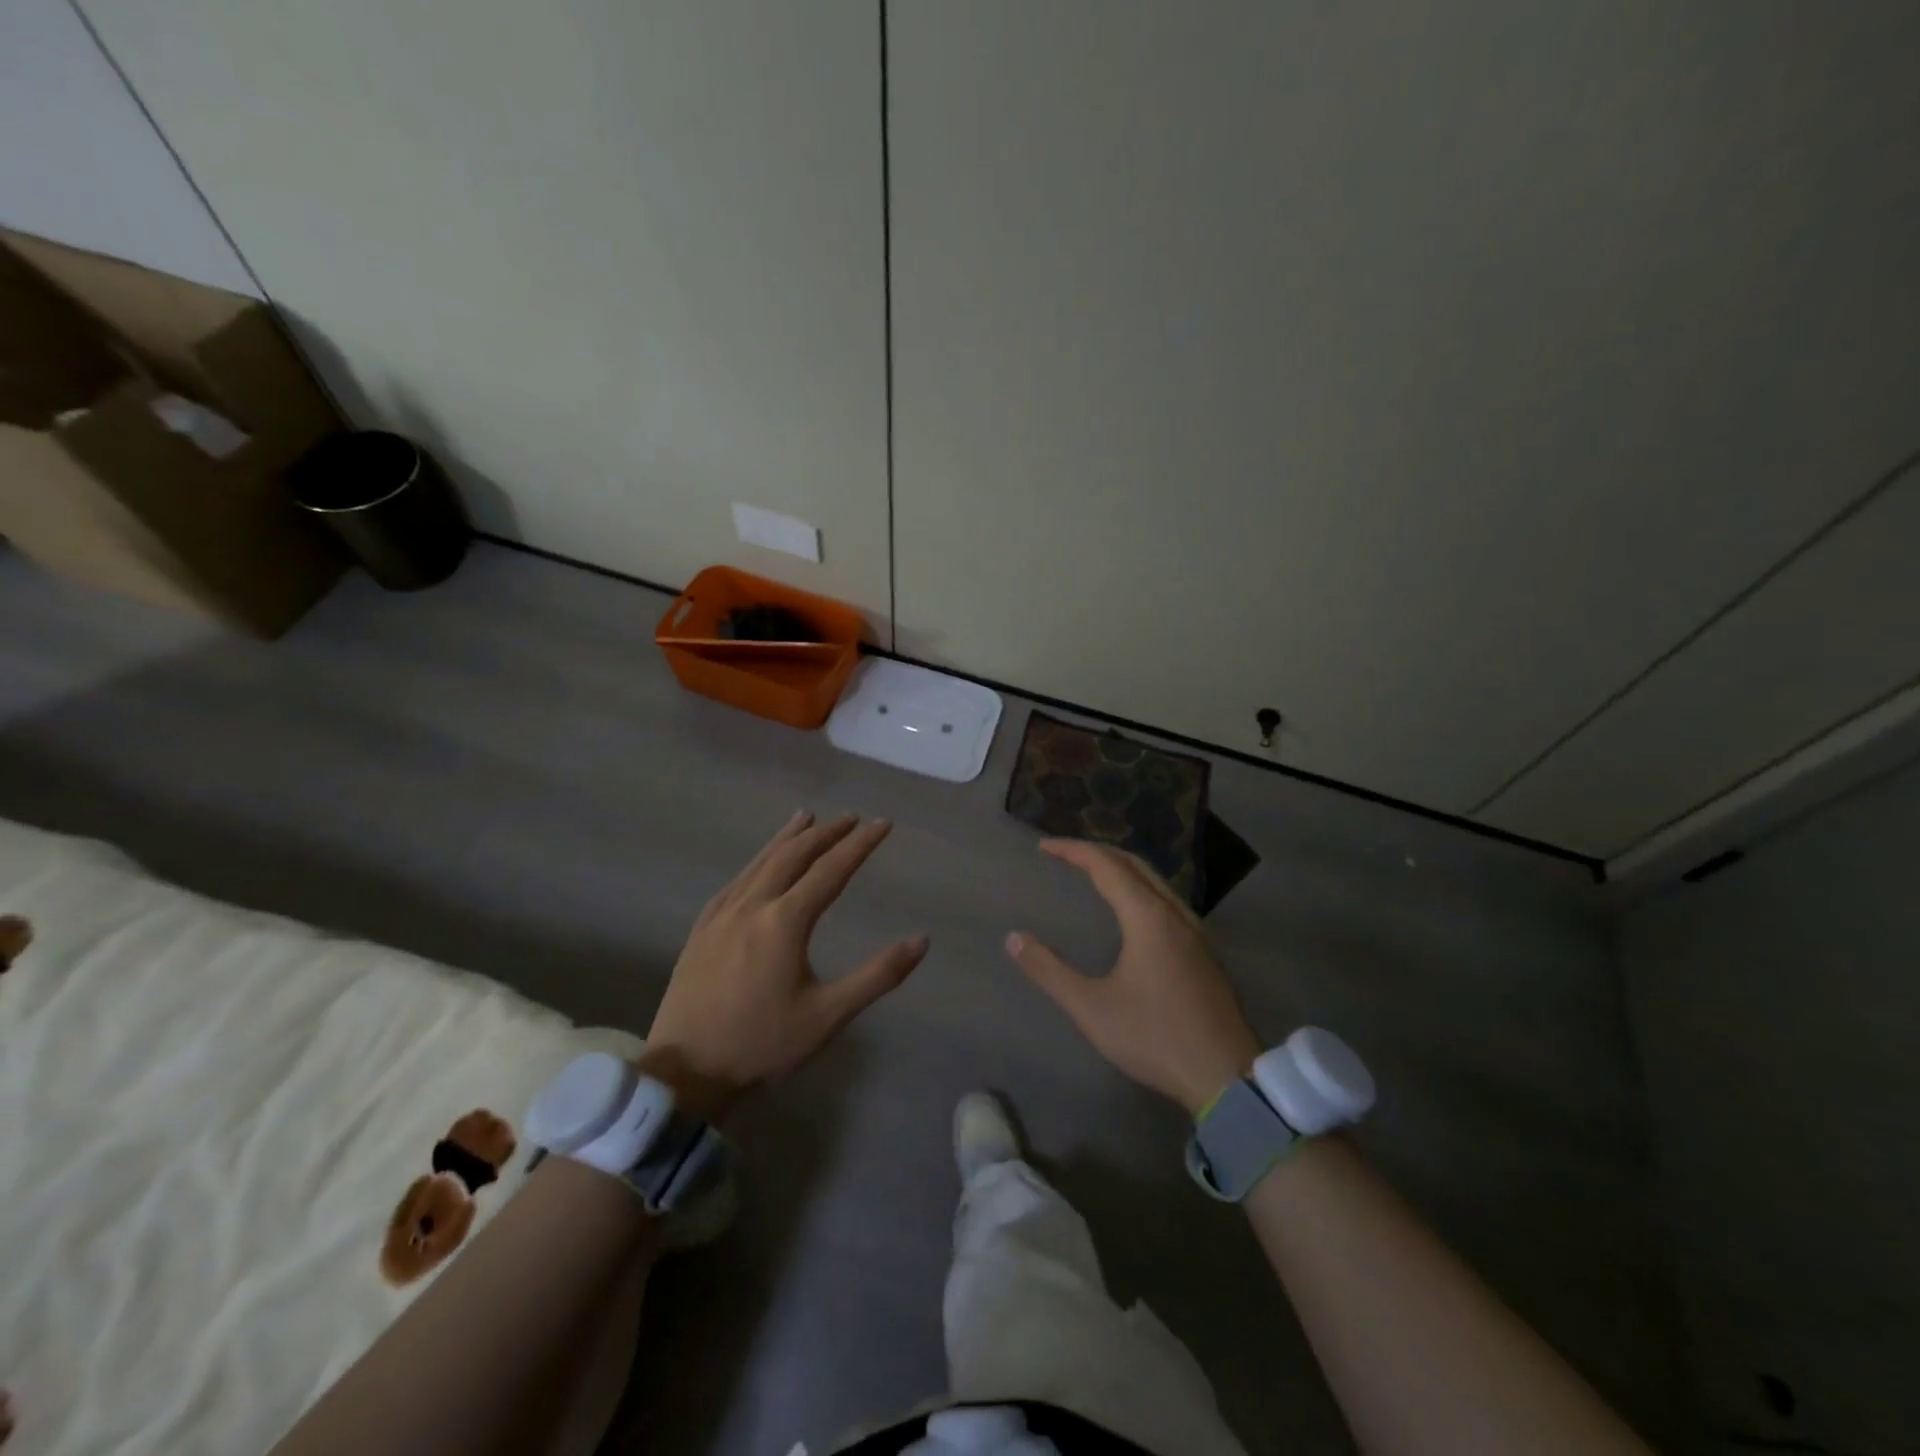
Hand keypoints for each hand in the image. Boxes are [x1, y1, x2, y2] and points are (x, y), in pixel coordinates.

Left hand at [644, 811, 928, 1118]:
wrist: (684, 1072)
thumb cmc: (762, 1045)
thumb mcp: (828, 1016)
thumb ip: (878, 976)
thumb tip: (921, 940)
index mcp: (785, 922)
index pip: (831, 869)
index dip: (860, 844)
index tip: (883, 823)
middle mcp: (752, 905)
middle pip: (794, 855)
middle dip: (826, 833)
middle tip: (851, 818)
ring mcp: (721, 913)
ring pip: (761, 861)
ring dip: (789, 837)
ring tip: (807, 817)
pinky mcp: (702, 927)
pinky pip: (737, 879)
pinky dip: (758, 860)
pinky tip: (761, 862)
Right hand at [1007, 839, 1261, 1115]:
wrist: (1227, 1076)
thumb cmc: (1155, 1037)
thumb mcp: (1092, 1008)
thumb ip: (1050, 971)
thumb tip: (1014, 938)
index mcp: (1148, 917)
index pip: (1106, 865)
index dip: (1073, 850)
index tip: (1044, 847)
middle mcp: (1174, 913)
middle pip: (1134, 864)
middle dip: (1097, 852)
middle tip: (1065, 854)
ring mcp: (1195, 931)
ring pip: (1155, 880)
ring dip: (1121, 868)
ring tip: (1092, 874)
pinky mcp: (1204, 951)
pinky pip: (1167, 899)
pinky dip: (1140, 887)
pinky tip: (1131, 911)